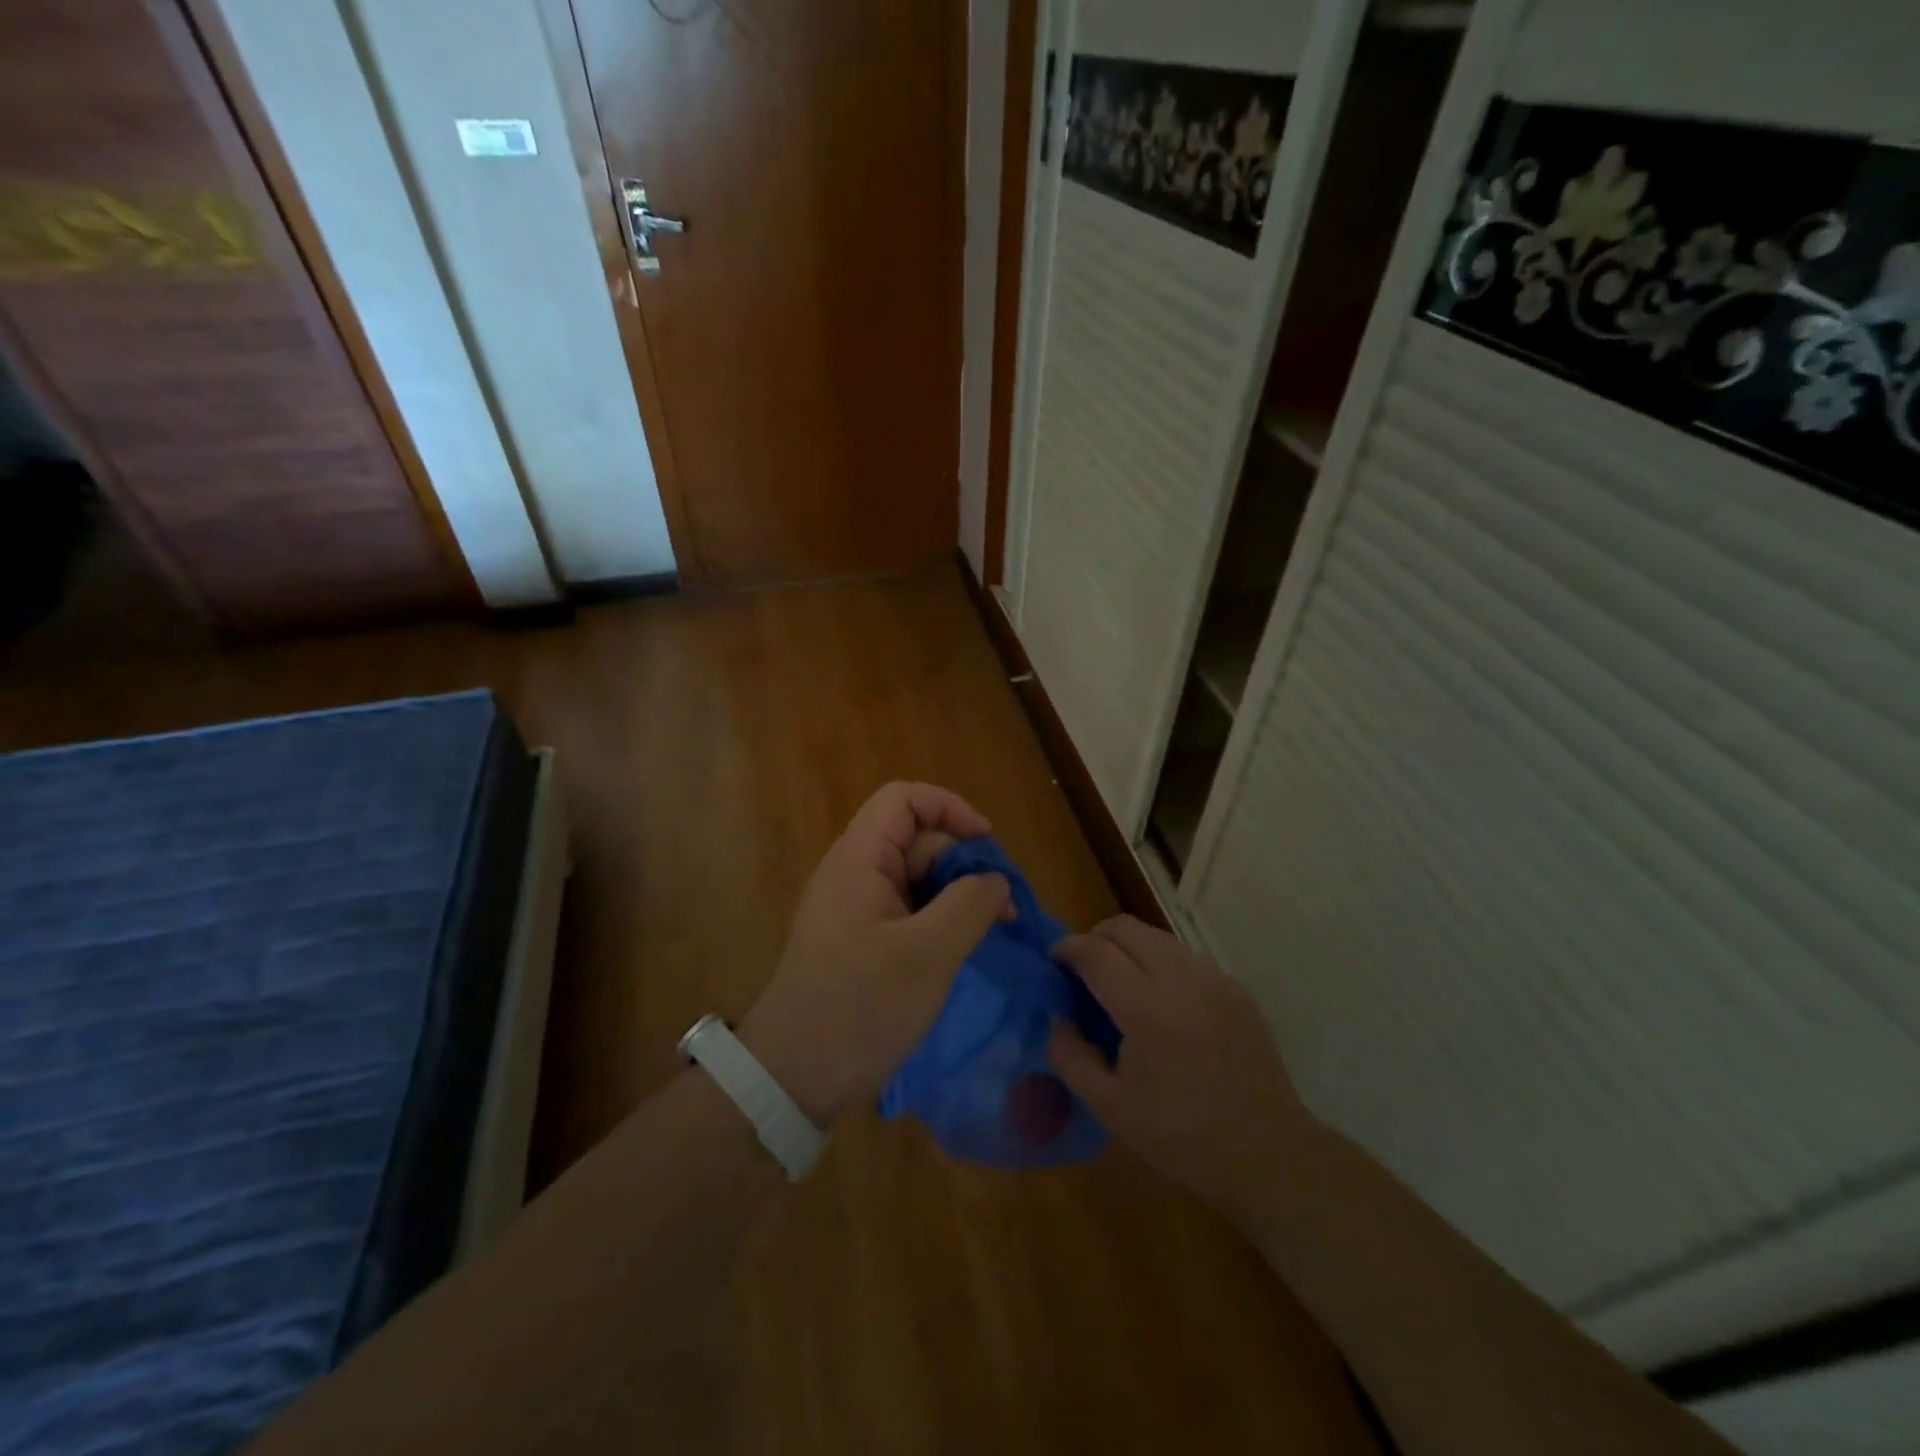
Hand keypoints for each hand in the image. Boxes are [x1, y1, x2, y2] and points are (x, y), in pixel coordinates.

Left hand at [738, 783, 1010, 1126]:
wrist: (791, 1079)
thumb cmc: (860, 1008)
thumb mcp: (928, 954)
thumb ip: (970, 904)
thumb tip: (995, 879)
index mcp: (859, 859)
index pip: (904, 799)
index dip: (950, 809)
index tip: (988, 845)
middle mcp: (852, 873)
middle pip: (916, 840)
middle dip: (962, 863)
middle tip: (1002, 911)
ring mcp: (852, 909)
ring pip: (914, 879)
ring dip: (954, 897)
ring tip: (987, 934)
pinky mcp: (856, 941)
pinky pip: (904, 911)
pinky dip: (936, 922)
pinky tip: (957, 953)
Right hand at [1048, 916, 1316, 1225]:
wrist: (1268, 1154)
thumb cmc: (1182, 1138)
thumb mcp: (1109, 1108)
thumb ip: (1070, 1055)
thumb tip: (1059, 1016)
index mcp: (1147, 1008)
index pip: (1094, 951)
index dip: (1065, 950)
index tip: (1053, 966)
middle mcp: (1181, 978)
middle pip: (1124, 927)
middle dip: (1093, 939)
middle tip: (1082, 974)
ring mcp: (1213, 977)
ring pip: (1155, 936)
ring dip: (1127, 948)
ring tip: (1119, 987)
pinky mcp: (1234, 986)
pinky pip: (1183, 956)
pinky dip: (1158, 963)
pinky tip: (1159, 1005)